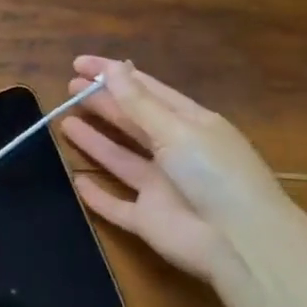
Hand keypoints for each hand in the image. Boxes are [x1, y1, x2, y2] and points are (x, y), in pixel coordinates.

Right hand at [60, 56, 287, 286]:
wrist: (241, 244)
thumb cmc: (215, 174)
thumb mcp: (177, 130)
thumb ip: (139, 103)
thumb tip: (113, 67)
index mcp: (190, 124)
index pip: (147, 91)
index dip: (114, 75)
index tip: (80, 63)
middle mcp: (175, 153)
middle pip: (132, 122)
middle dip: (102, 103)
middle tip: (69, 87)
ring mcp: (161, 188)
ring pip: (121, 160)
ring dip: (95, 141)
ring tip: (65, 121)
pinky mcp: (149, 221)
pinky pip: (117, 206)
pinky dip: (98, 196)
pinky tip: (77, 181)